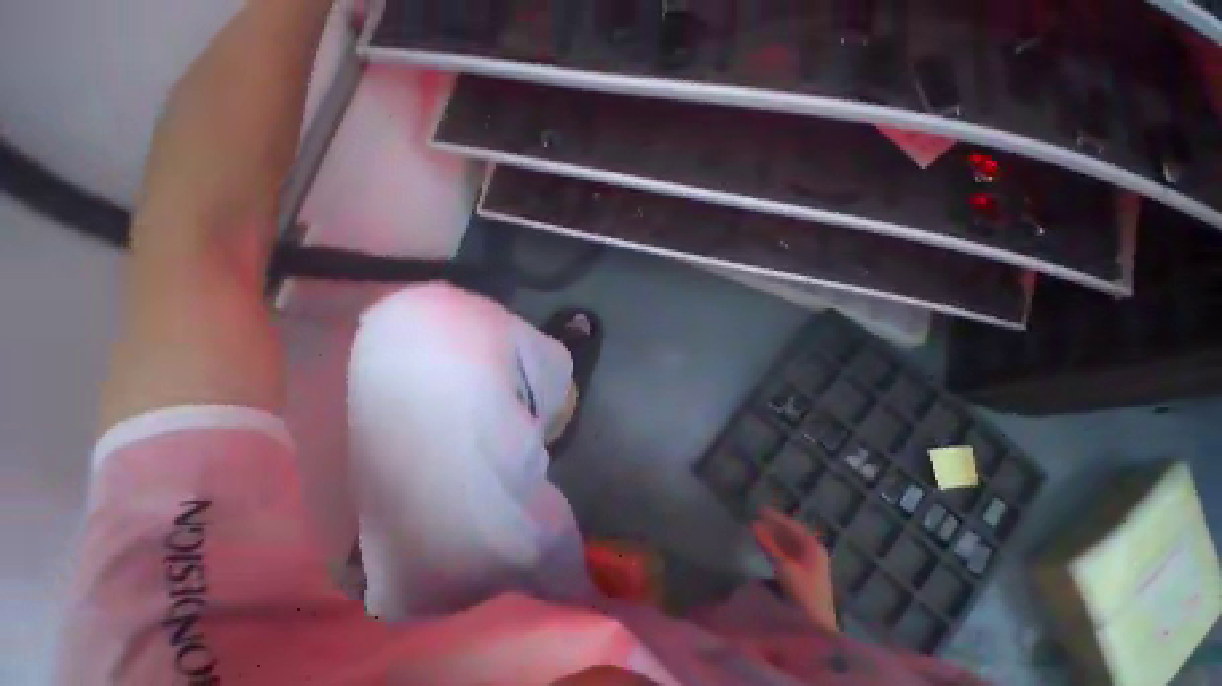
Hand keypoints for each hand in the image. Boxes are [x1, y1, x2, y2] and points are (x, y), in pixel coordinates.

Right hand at [752, 508, 838, 632]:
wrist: (815, 624)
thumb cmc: (803, 592)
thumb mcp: (784, 566)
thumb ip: (768, 544)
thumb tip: (752, 524)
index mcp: (813, 547)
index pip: (792, 526)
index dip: (776, 517)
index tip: (759, 510)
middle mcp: (813, 552)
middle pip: (791, 534)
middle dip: (773, 526)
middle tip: (755, 519)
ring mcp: (810, 564)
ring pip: (789, 544)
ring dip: (774, 537)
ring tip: (757, 530)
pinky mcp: (804, 575)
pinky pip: (788, 554)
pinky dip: (776, 547)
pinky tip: (766, 547)